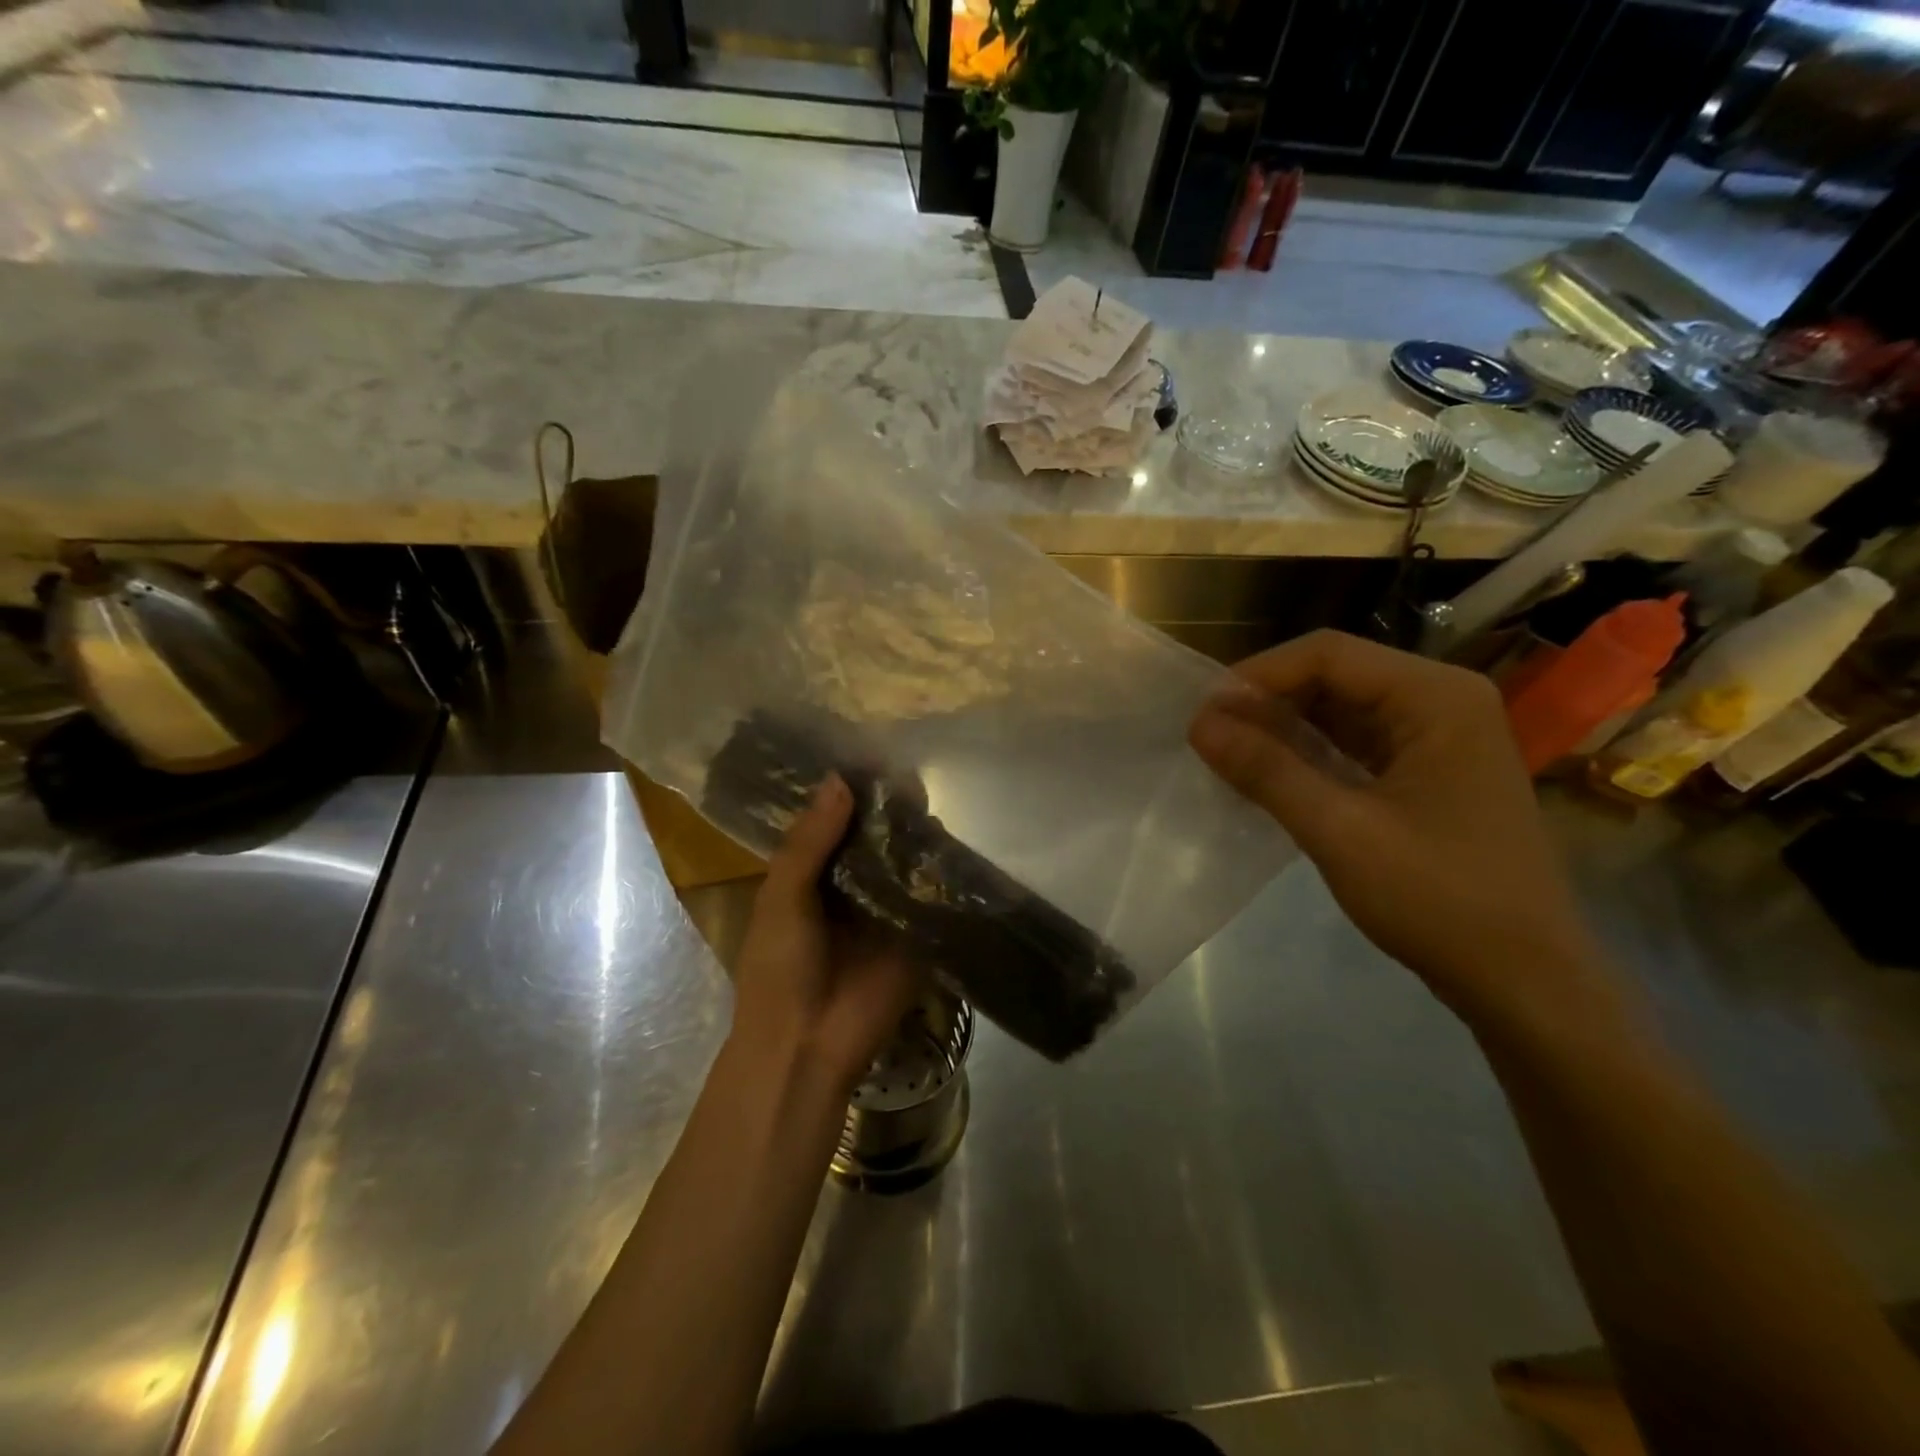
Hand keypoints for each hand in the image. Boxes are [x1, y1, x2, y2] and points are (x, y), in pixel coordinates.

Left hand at [728, 775, 918, 1096]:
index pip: (837, 824)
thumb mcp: (782, 896)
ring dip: (918, 838)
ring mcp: (888, 908)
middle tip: (914, 775)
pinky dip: (940, 874)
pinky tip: (956, 843)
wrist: (806, 1045)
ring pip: (907, 863)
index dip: (853, 795)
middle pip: (877, 839)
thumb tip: (840, 779)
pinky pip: (931, 897)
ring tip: (937, 799)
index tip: (876, 758)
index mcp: (813, 875)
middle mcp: (853, 885)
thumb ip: (809, 841)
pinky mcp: (919, 933)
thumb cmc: (779, 967)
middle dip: (892, 813)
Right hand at [1189, 630, 1611, 1025]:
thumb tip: (1199, 723)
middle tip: (1210, 736)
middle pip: (1335, 675)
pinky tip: (1269, 775)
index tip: (1205, 713)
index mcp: (1435, 697)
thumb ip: (1267, 769)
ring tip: (1227, 753)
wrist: (1524, 981)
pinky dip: (1310, 754)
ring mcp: (1440, 738)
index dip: (1258, 676)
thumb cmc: (1439, 898)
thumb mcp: (1339, 831)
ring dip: (1284, 728)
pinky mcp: (1429, 773)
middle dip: (1268, 701)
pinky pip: (1356, 744)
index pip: (1328, 654)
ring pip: (1342, 710)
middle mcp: (1442, 701)